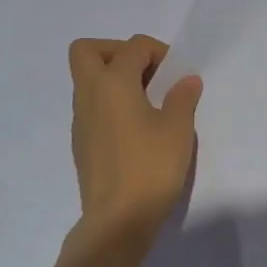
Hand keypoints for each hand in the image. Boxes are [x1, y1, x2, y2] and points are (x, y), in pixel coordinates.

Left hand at [69, 36, 201, 231]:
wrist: (117, 220)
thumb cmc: (150, 167)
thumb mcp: (178, 129)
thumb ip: (182, 97)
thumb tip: (186, 80)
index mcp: (113, 83)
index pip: (133, 46)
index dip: (158, 52)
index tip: (176, 76)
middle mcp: (89, 95)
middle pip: (88, 51)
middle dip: (117, 51)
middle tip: (147, 74)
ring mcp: (80, 120)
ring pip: (88, 81)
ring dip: (115, 80)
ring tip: (149, 104)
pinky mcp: (82, 143)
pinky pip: (92, 107)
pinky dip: (111, 104)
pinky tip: (137, 130)